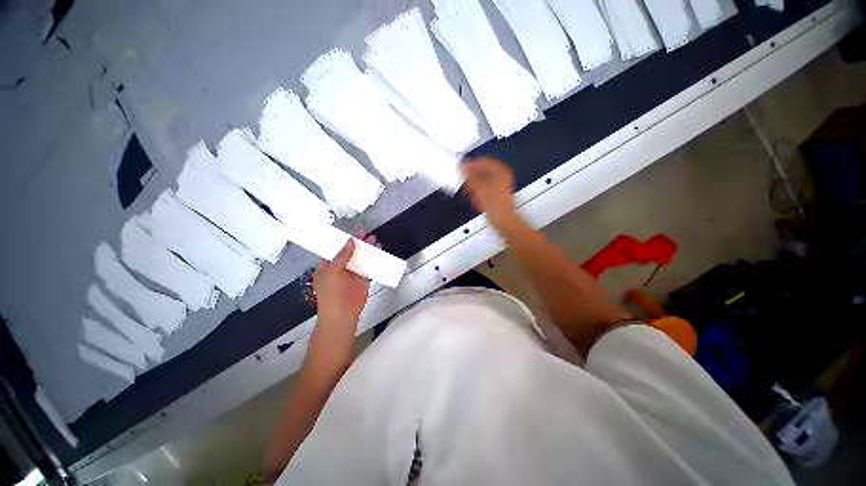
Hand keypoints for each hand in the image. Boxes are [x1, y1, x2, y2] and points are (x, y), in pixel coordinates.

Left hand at [313, 238, 368, 329]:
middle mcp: (340, 267)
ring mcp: (352, 272)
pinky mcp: (363, 278)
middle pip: (350, 251)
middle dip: (359, 242)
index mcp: (328, 265)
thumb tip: (350, 242)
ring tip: (374, 240)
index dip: (345, 240)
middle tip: (367, 235)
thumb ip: (341, 256)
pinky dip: (374, 258)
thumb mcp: (333, 272)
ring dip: (367, 249)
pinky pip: (369, 265)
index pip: (336, 248)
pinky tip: (379, 251)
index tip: (355, 233)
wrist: (342, 315)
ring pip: (361, 257)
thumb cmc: (331, 295)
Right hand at [462, 157, 522, 235]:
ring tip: (468, 190)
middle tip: (464, 179)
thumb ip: (470, 175)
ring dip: (474, 186)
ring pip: (483, 182)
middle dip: (472, 177)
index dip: (472, 164)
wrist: (501, 218)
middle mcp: (502, 177)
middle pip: (483, 172)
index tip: (463, 167)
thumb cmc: (496, 203)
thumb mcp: (478, 186)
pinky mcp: (496, 196)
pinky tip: (474, 197)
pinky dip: (478, 193)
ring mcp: (499, 187)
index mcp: (501, 171)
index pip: (484, 161)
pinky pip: (484, 191)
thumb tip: (463, 167)